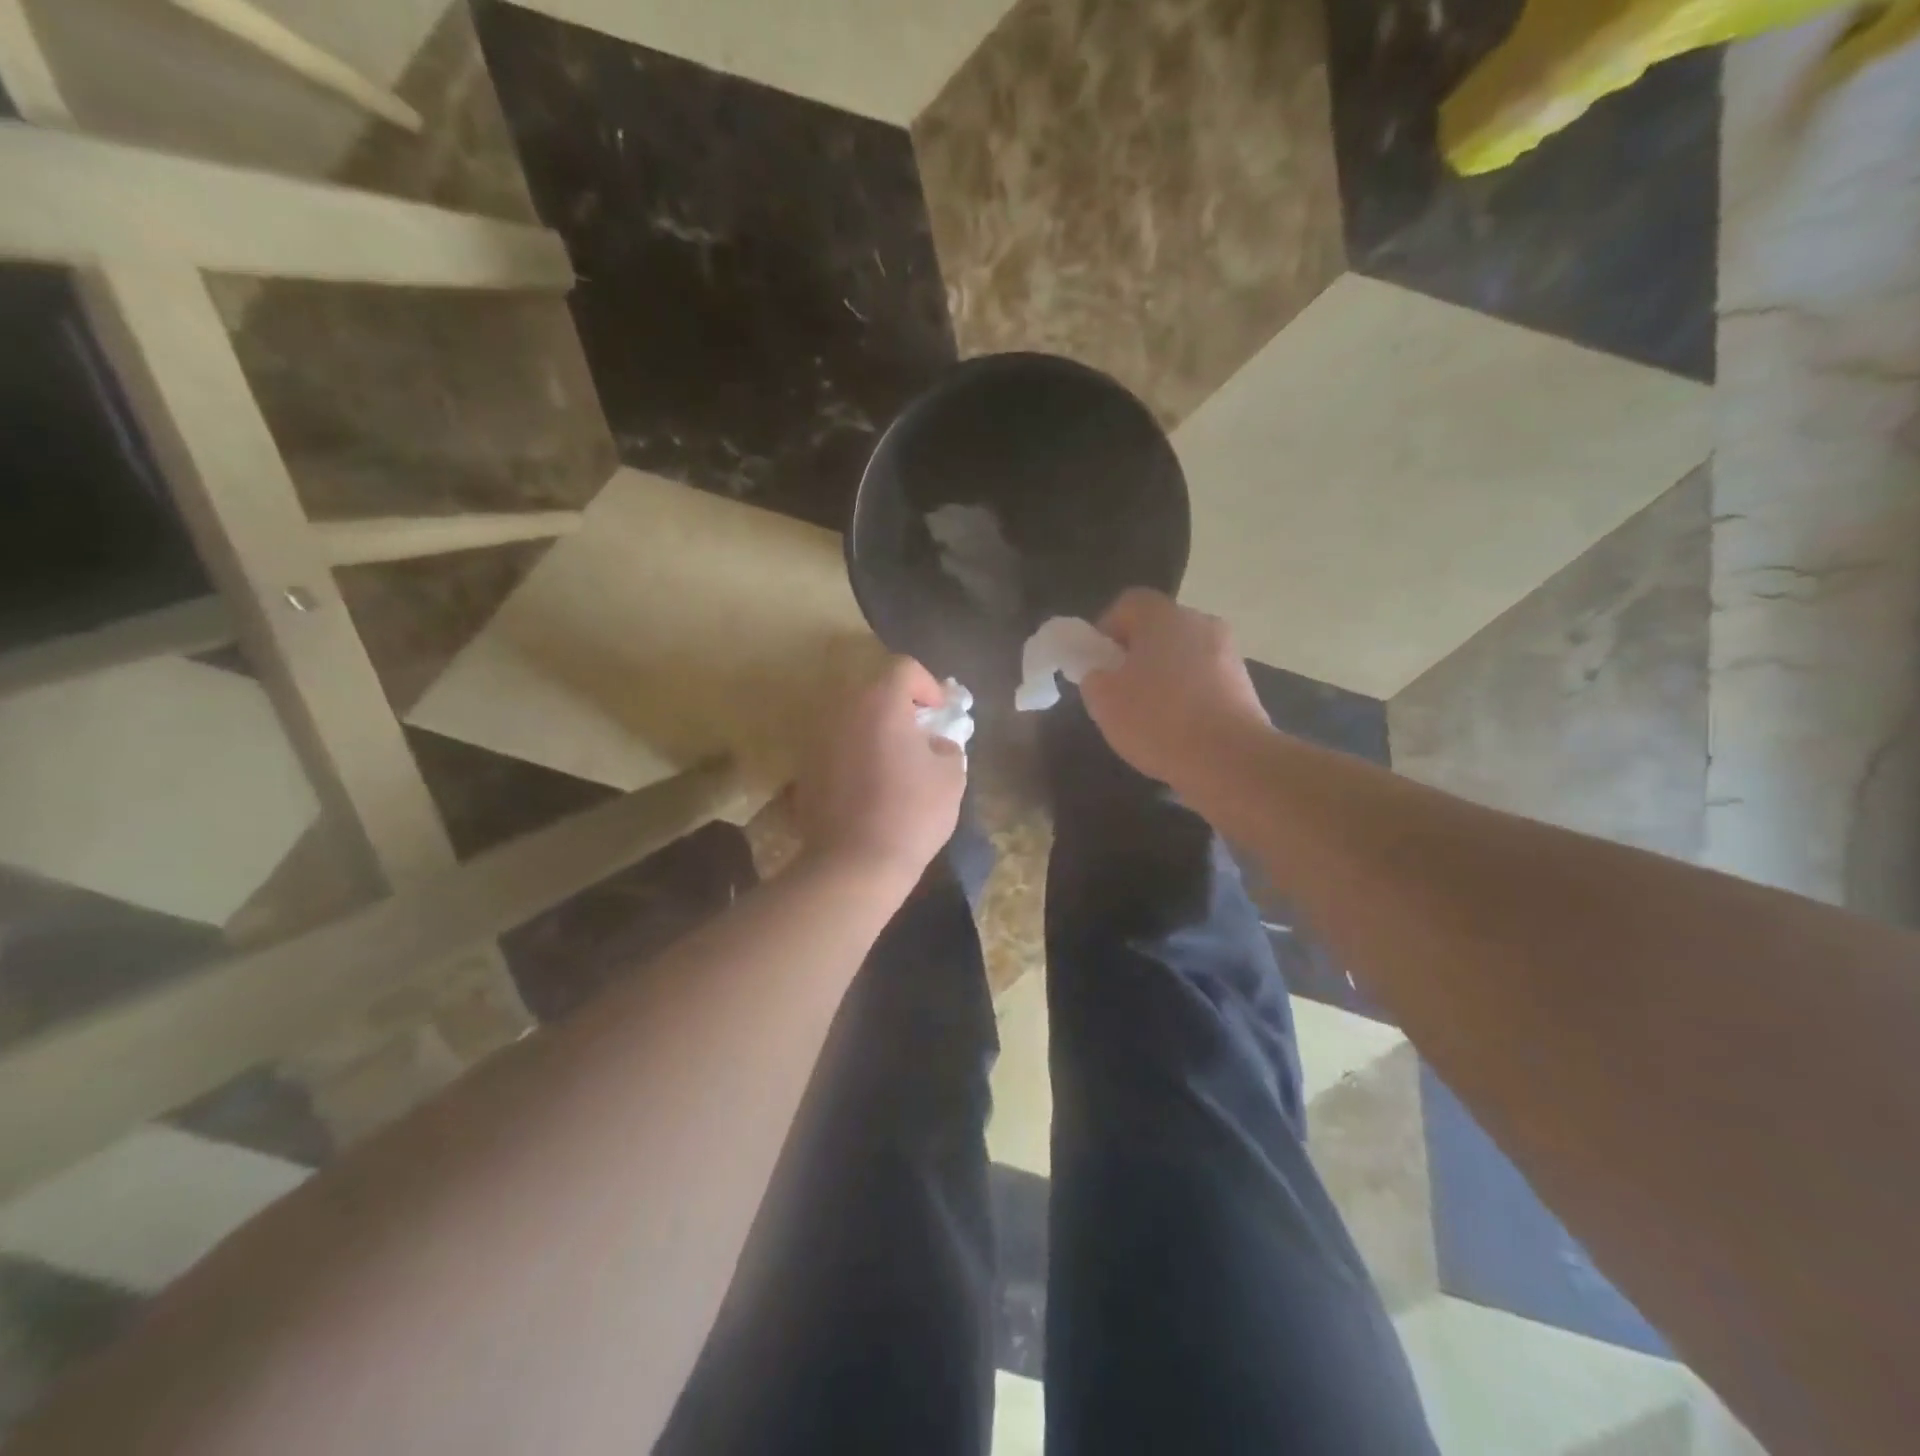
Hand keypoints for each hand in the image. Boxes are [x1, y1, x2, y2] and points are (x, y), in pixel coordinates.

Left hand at [794, 656, 965, 884]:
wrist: (855, 862)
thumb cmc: (912, 812)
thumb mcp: (951, 776)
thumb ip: (947, 747)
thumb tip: (935, 744)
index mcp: (880, 701)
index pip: (903, 668)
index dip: (927, 685)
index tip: (939, 713)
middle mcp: (842, 709)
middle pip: (872, 689)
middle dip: (897, 704)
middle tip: (917, 731)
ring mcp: (816, 738)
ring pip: (850, 717)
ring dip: (872, 728)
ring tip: (892, 757)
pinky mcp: (803, 768)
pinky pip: (834, 745)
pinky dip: (852, 752)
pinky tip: (867, 782)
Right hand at [1080, 589, 1269, 784]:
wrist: (1230, 759)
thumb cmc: (1158, 720)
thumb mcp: (1104, 701)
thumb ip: (1094, 678)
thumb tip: (1103, 675)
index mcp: (1163, 616)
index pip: (1128, 604)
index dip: (1106, 629)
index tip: (1097, 663)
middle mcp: (1200, 623)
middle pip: (1159, 629)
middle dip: (1136, 654)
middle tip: (1119, 691)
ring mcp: (1229, 652)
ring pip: (1184, 655)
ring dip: (1164, 676)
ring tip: (1149, 716)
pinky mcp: (1245, 684)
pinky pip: (1205, 680)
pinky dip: (1189, 696)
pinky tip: (1179, 729)